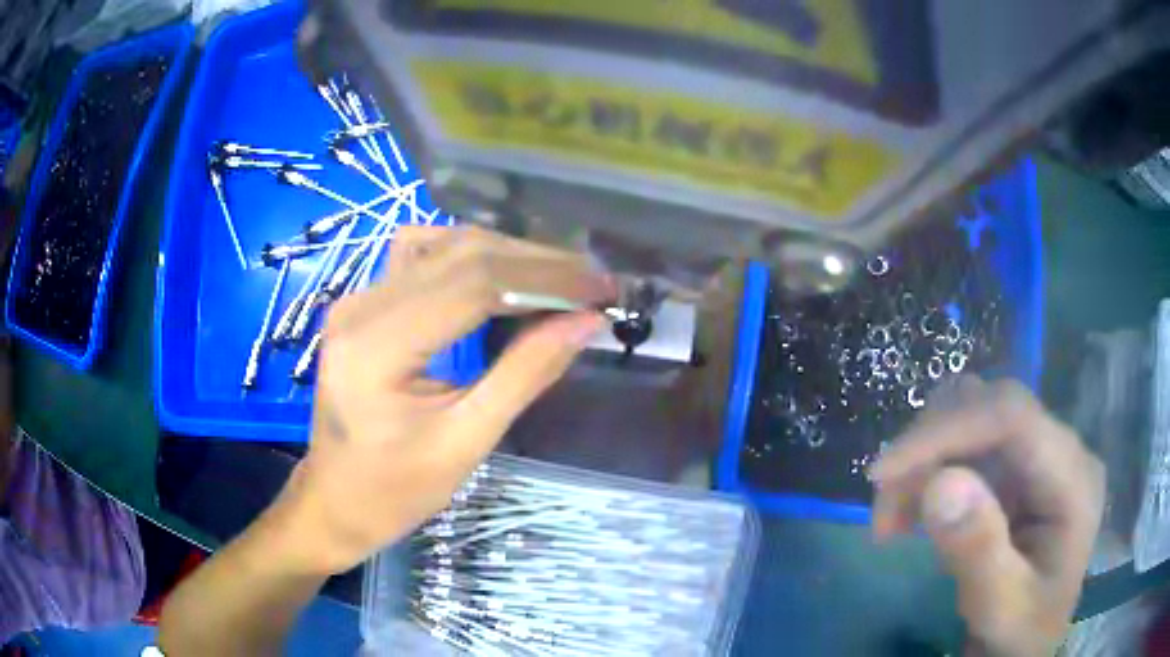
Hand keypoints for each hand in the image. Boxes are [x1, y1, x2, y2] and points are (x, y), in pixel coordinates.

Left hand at [267, 226, 612, 574]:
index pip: (474, 283)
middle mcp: (362, 305)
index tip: (602, 289)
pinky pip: (425, 257)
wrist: (334, 499)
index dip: (547, 278)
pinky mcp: (365, 303)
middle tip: (594, 282)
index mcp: (377, 346)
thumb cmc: (395, 491)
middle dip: (538, 262)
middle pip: (462, 253)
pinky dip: (473, 258)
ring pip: (445, 245)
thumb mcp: (465, 443)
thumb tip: (585, 321)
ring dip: (510, 255)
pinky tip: (502, 276)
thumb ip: (525, 374)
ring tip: (560, 279)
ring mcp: (358, 298)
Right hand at [871, 378, 1104, 656]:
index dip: (948, 430)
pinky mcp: (1017, 469)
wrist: (1025, 642)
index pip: (1013, 417)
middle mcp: (1060, 450)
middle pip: (990, 408)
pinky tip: (910, 514)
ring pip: (973, 417)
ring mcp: (1038, 456)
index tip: (883, 473)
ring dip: (925, 459)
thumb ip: (979, 551)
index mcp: (1073, 478)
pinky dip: (928, 473)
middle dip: (930, 448)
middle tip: (884, 506)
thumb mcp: (1001, 609)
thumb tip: (939, 481)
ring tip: (893, 518)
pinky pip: (966, 447)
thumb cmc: (1020, 632)